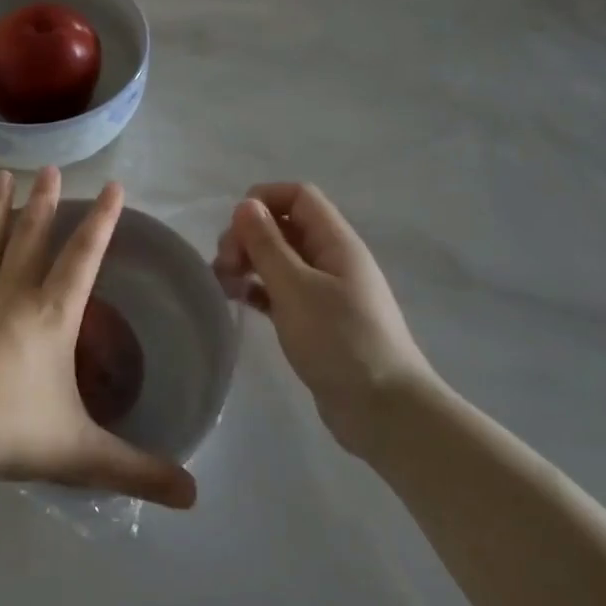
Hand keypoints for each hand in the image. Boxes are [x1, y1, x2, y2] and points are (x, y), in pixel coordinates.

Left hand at [0, 168, 196, 508]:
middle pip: (32, 237)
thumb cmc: (7, 431)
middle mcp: (11, 295)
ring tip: (3, 176)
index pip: (84, 258)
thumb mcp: (80, 454)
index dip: (102, 221)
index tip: (112, 186)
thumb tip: (194, 496)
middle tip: (49, 167)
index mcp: (51, 317)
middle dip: (45, 202)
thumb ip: (137, 471)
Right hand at [213, 182, 442, 461]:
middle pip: (284, 226)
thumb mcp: (296, 288)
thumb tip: (246, 205)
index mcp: (336, 242)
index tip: (234, 228)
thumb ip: (267, 244)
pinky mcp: (316, 320)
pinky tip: (237, 301)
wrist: (383, 409)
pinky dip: (257, 289)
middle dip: (248, 236)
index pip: (298, 196)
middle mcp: (332, 259)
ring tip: (222, 285)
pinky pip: (280, 290)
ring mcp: (325, 291)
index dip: (263, 200)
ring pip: (279, 259)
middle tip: (224, 266)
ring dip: (248, 263)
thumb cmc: (340, 341)